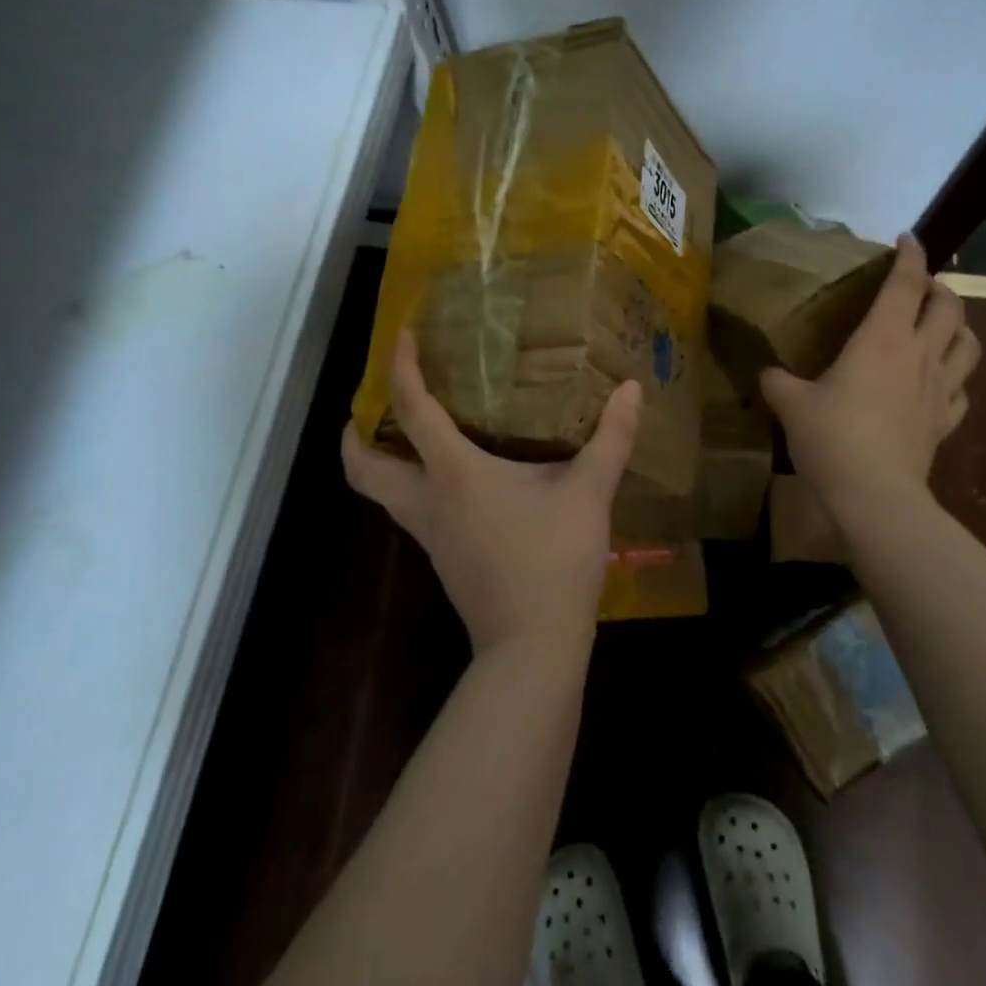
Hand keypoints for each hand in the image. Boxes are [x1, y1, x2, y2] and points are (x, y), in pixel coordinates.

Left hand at [342, 330, 643, 656]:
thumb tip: (632, 389)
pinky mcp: (445, 561)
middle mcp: (429, 502)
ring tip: (407, 437)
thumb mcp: (589, 492)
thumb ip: (611, 438)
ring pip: (384, 495)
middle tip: (366, 407)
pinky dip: (415, 489)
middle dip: (353, 436)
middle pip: (363, 469)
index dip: (401, 368)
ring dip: (381, 463)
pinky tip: (454, 483)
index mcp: (454, 473)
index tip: (399, 336)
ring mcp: (431, 537)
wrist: (533, 648)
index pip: (413, 409)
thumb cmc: (553, 560)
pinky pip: (413, 514)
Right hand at [759, 233, 978, 508]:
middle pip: (949, 306)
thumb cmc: (832, 437)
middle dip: (939, 287)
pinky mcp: (945, 421)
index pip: (906, 284)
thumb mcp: (790, 403)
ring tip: (942, 325)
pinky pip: (963, 389)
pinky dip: (956, 376)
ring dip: (960, 326)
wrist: (875, 494)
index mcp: (881, 339)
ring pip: (969, 343)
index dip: (911, 255)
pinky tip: (942, 381)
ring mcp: (939, 389)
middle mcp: (919, 355)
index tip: (907, 238)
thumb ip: (777, 381)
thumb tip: (767, 374)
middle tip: (919, 287)